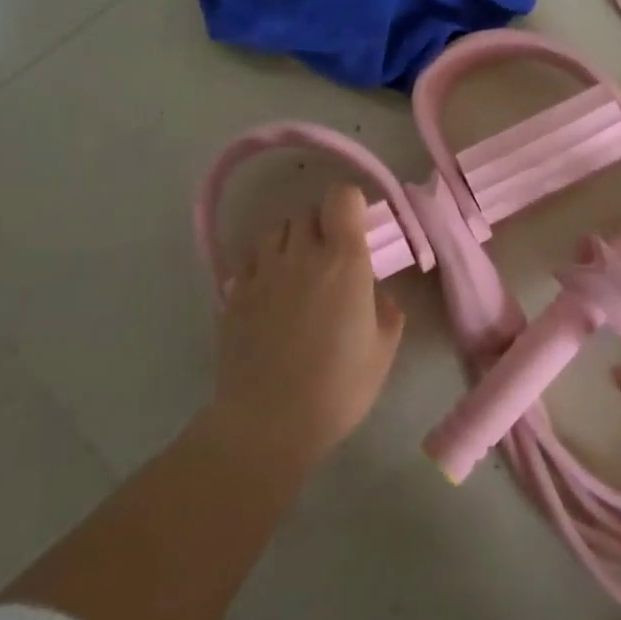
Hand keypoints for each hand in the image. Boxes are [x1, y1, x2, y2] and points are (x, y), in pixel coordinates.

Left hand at [210, 184, 404, 470]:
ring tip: (298, 271)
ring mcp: (262, 272)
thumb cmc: (338, 386)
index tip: (359, 230)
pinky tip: (270, 293)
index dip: (351, 206)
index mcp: (344, 260)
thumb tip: (376, 294)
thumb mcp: (383, 350)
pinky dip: (263, 266)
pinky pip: (250, 260)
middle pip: (307, 212)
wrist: (268, 422)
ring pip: (275, 231)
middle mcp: (301, 254)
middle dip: (322, 226)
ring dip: (290, 242)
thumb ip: (386, 311)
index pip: (342, 197)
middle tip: (332, 257)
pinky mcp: (234, 294)